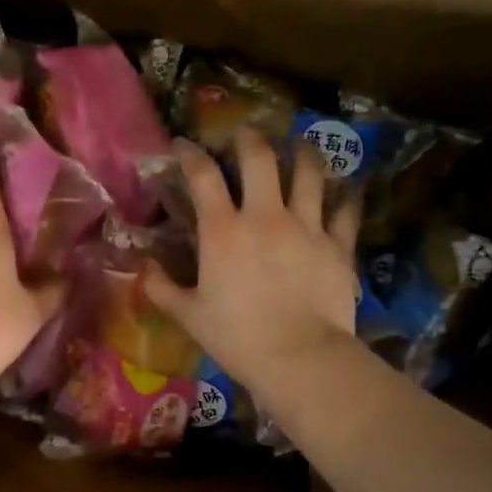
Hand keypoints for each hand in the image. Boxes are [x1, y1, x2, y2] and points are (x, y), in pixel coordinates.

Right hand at [144, 130, 360, 396]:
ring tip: (299, 145)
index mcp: (223, 230)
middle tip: (245, 133)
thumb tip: (143, 268)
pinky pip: (346, 211)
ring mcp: (307, 227)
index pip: (203, 175)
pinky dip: (347, 196)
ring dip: (302, 152)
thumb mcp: (189, 315)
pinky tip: (348, 188)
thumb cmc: (238, 337)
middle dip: (249, 137)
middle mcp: (265, 216)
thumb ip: (161, 288)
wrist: (300, 358)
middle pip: (260, 157)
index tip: (183, 143)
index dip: (190, 153)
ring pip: (309, 172)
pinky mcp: (338, 245)